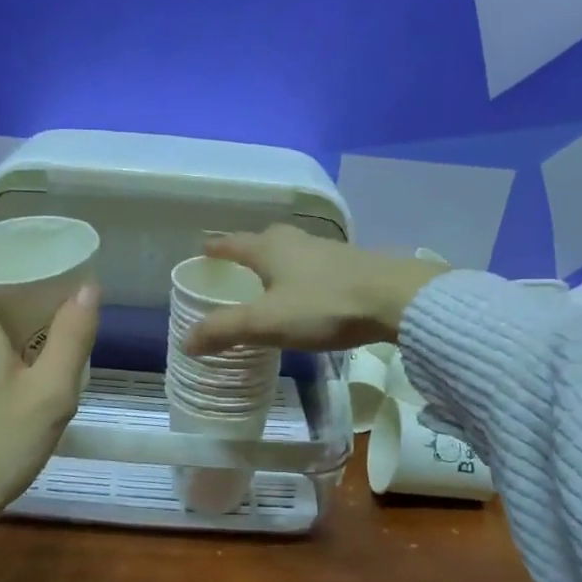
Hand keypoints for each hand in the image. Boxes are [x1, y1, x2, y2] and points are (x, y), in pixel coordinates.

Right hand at [181, 225, 446, 355]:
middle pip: (266, 240)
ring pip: (295, 251)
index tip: (203, 249)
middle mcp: (298, 242)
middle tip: (238, 264)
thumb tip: (186, 342)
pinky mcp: (354, 266)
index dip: (217, 248)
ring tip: (272, 280)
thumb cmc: (324, 306)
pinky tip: (311, 292)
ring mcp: (329, 251)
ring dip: (280, 262)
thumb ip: (226, 330)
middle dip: (250, 250)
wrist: (396, 299)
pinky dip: (305, 275)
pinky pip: (318, 266)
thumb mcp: (267, 322)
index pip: (234, 244)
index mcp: (271, 249)